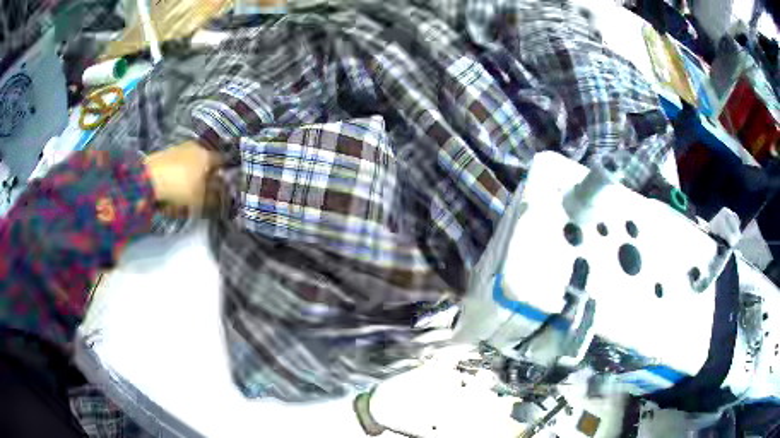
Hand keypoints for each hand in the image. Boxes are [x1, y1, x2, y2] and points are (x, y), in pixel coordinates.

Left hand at [145, 141, 220, 211]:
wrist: (148, 180)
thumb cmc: (180, 188)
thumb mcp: (199, 199)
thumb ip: (213, 197)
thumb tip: (221, 195)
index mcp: (208, 155)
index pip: (223, 161)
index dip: (225, 173)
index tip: (224, 185)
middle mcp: (197, 147)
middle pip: (207, 160)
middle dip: (208, 172)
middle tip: (206, 188)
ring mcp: (180, 147)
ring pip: (193, 160)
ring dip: (193, 172)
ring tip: (190, 188)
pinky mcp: (167, 152)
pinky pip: (180, 162)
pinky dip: (181, 171)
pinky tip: (176, 183)